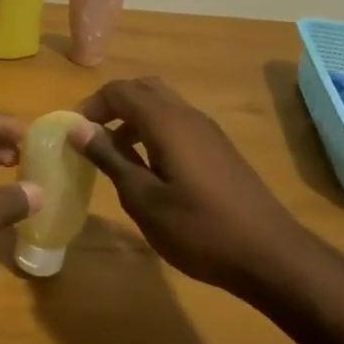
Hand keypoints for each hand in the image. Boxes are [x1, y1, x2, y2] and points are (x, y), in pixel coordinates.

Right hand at [71, 77, 305, 295]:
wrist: (270, 255)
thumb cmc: (199, 230)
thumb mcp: (144, 200)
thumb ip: (111, 159)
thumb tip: (78, 128)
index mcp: (167, 122)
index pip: (121, 91)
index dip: (92, 105)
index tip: (73, 132)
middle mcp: (188, 115)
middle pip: (143, 89)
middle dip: (113, 104)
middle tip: (92, 135)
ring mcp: (208, 131)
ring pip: (163, 105)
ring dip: (134, 118)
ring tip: (115, 154)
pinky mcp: (219, 149)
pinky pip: (178, 123)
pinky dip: (154, 131)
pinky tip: (150, 168)